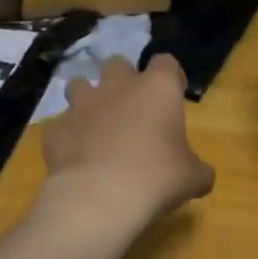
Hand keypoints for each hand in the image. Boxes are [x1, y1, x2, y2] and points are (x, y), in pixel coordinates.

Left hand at [40, 54, 214, 222]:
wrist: (100, 197)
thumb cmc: (157, 178)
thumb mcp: (193, 178)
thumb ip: (198, 169)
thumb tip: (201, 176)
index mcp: (157, 88)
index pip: (166, 62)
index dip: (170, 76)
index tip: (173, 95)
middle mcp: (117, 86)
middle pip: (117, 64)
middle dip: (122, 80)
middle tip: (131, 108)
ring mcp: (81, 105)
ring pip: (79, 85)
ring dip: (87, 99)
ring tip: (95, 125)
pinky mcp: (56, 128)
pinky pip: (59, 125)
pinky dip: (66, 136)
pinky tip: (74, 156)